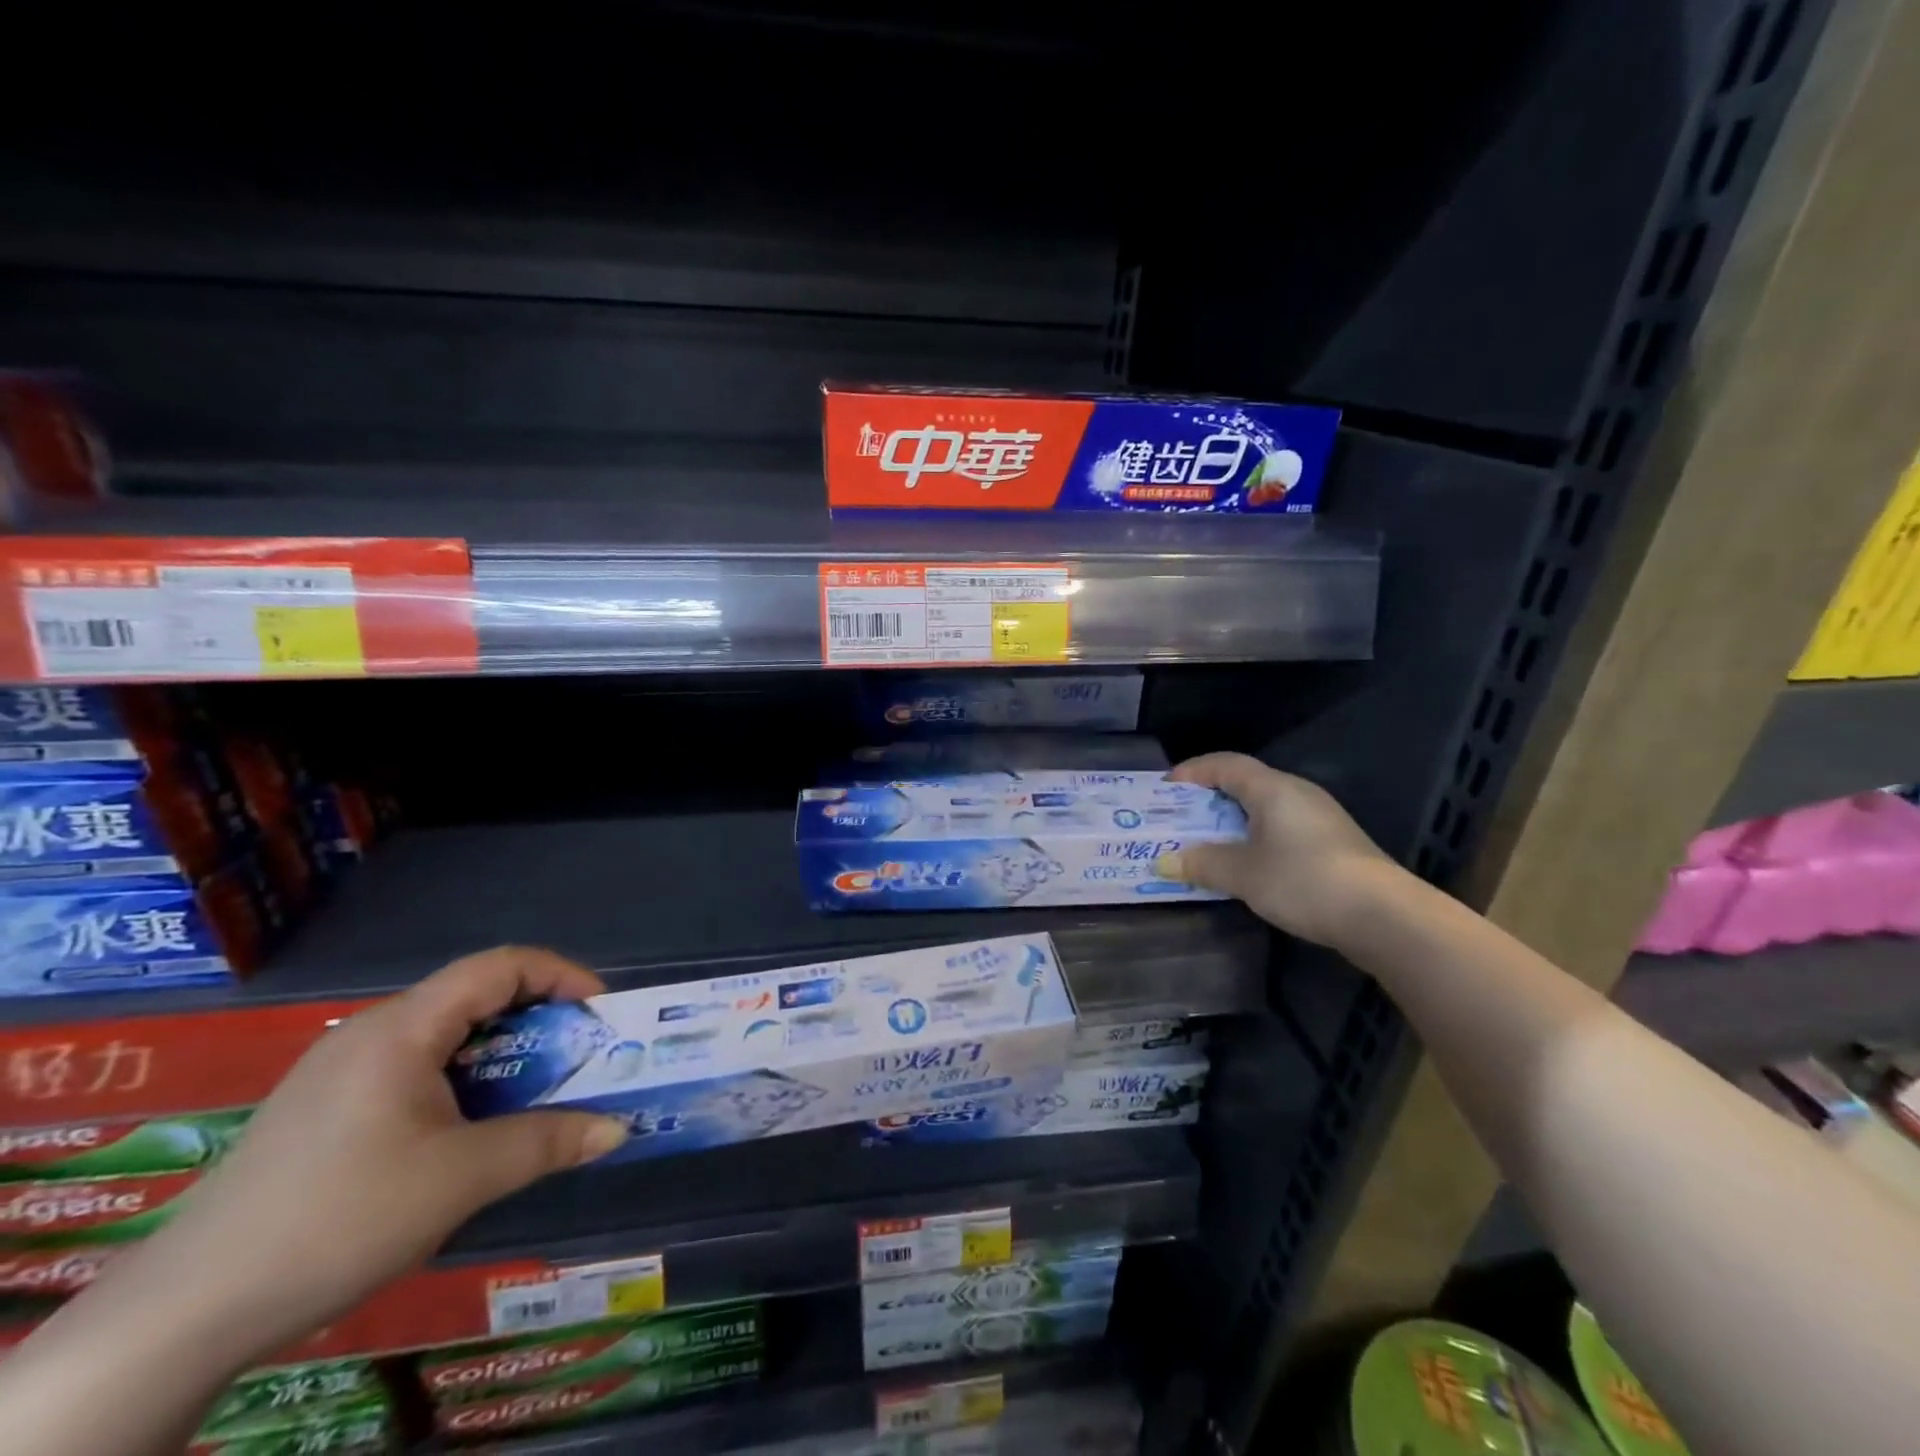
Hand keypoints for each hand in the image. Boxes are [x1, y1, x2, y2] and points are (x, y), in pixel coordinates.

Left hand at [129, 946, 629, 1356]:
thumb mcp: (460, 1179)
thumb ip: (546, 1142)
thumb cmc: (338, 1218)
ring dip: (503, 1056)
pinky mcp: (325, 1108)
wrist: (184, 1313)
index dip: (560, 976)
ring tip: (535, 1096)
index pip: (500, 966)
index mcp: (402, 1028)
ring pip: (445, 1037)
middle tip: (579, 1058)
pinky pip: (415, 1069)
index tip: (599, 1014)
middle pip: (475, 997)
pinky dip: (464, 1081)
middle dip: (539, 1019)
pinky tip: (468, 1131)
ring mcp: (342, 1071)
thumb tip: (617, 1130)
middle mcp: (372, 1032)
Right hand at [1161, 752, 1402, 947]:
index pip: (1225, 764)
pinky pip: (1281, 828)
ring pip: (1264, 808)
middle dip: (1209, 799)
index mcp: (1272, 788)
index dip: (1193, 771)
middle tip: (1181, 819)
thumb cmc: (1303, 880)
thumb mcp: (1242, 874)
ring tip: (1208, 844)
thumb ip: (1201, 863)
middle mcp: (1297, 793)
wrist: (1383, 915)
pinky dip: (1255, 838)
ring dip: (1232, 822)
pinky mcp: (1333, 843)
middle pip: (1245, 783)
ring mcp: (1320, 818)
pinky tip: (1248, 864)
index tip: (1167, 788)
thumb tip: (1165, 862)